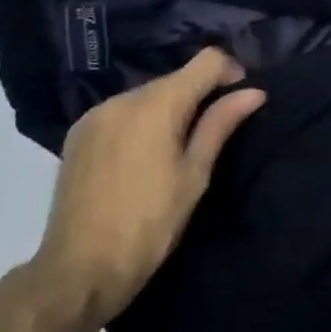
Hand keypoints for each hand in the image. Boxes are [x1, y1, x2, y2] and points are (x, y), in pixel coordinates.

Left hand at [32, 47, 266, 326]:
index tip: (241, 98)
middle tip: (214, 133)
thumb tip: (254, 92)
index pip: (205, 61)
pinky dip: (142, 121)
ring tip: (178, 149)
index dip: (230, 72)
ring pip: (147, 96)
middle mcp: (121, 99)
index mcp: (155, 105)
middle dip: (200, 94)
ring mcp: (94, 116)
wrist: (79, 270)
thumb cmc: (150, 224)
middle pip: (175, 78)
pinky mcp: (77, 135)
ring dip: (170, 109)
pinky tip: (144, 156)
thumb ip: (221, 124)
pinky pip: (122, 113)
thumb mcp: (195, 174)